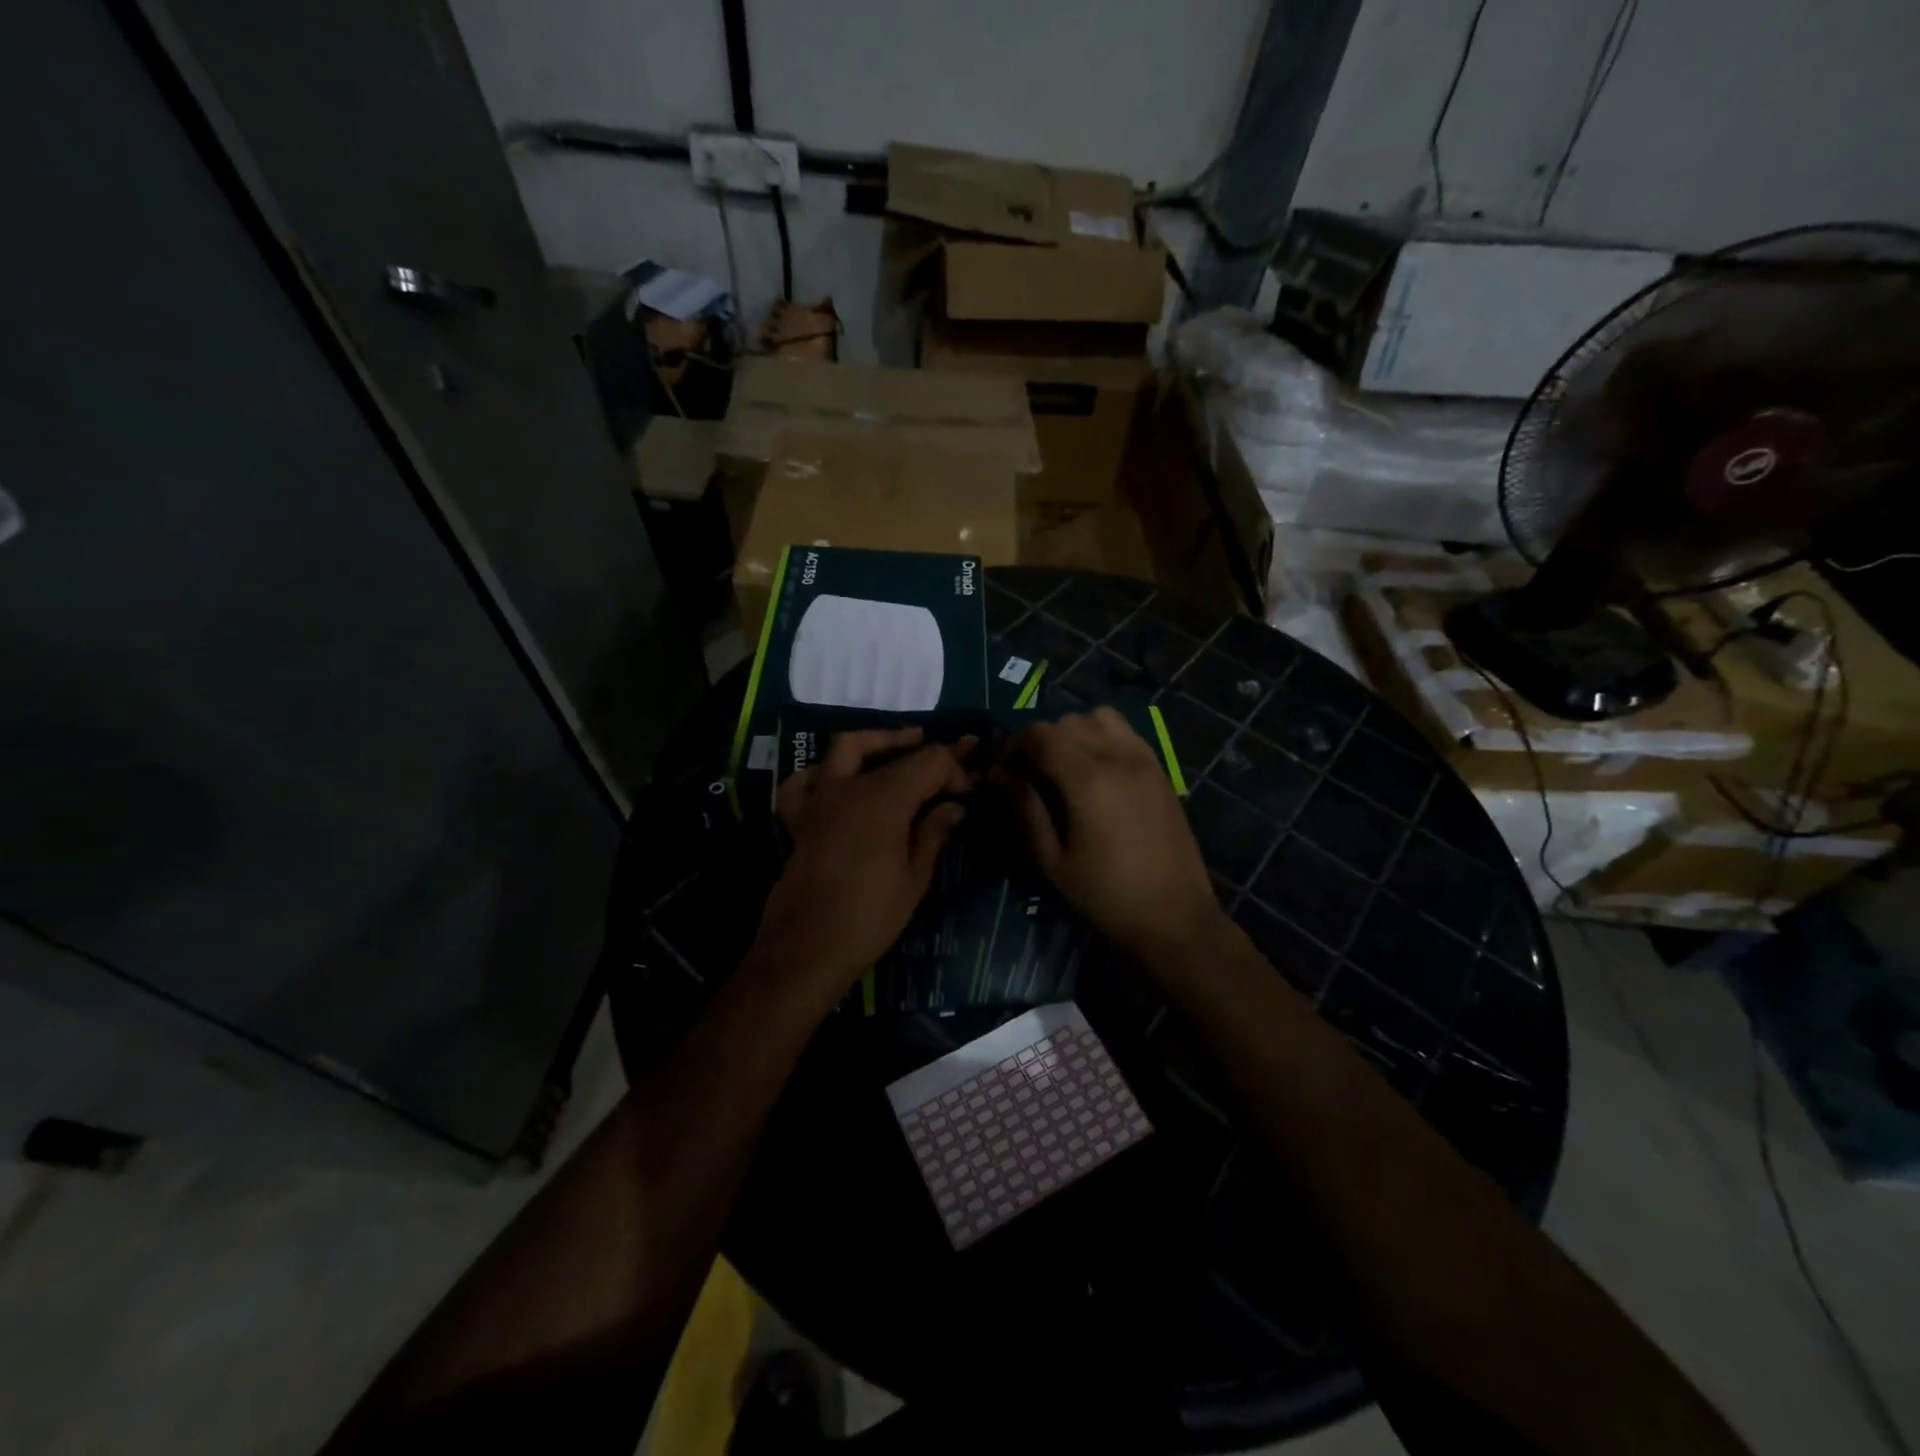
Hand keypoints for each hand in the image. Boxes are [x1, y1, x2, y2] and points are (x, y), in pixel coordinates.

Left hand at [754, 728, 973, 1003]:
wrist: (807, 949)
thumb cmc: (870, 918)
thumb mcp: (914, 878)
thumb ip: (933, 833)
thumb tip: (954, 806)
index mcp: (884, 800)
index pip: (929, 762)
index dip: (954, 769)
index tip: (970, 789)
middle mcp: (849, 788)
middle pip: (893, 752)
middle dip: (927, 752)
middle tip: (954, 755)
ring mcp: (819, 799)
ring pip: (845, 748)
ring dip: (877, 742)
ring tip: (901, 745)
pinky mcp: (798, 818)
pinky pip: (804, 781)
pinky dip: (821, 772)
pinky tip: (837, 779)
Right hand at [994, 708, 1223, 962]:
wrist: (1174, 917)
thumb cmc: (1105, 895)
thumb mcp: (1052, 859)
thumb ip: (1025, 808)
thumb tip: (1001, 774)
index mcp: (1087, 778)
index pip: (1039, 735)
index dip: (1013, 747)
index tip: (1002, 774)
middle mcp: (1117, 756)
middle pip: (1066, 722)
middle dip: (1040, 741)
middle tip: (1028, 776)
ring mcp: (1144, 759)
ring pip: (1098, 718)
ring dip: (1074, 733)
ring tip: (1064, 768)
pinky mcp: (1160, 769)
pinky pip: (1125, 733)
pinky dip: (1102, 738)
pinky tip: (1096, 772)